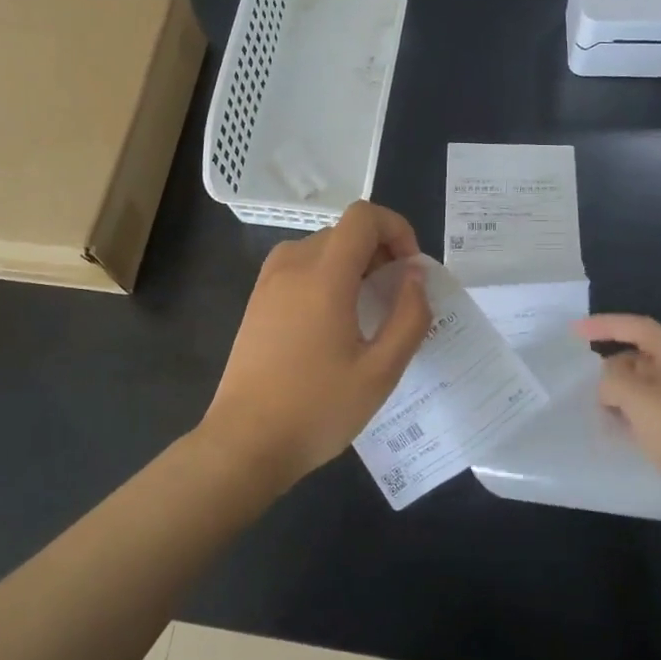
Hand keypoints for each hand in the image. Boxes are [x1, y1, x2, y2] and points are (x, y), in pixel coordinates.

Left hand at [202, 201, 432, 490]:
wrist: (244, 443)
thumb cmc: (318, 408)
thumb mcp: (380, 371)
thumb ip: (409, 316)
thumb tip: (415, 276)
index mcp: (324, 276)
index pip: (364, 216)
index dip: (396, 229)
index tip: (409, 270)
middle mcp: (292, 266)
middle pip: (344, 231)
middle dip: (379, 251)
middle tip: (396, 298)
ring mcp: (268, 282)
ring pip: (322, 248)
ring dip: (353, 264)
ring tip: (367, 311)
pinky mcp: (257, 301)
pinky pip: (300, 268)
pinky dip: (326, 277)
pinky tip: (333, 323)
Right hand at [576, 314, 660, 535]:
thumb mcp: (641, 400)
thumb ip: (615, 381)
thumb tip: (606, 383)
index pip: (639, 328)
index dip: (607, 325)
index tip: (575, 332)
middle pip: (640, 359)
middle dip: (611, 368)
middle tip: (585, 387)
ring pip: (643, 390)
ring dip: (618, 396)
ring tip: (596, 412)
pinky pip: (649, 417)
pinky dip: (629, 419)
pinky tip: (617, 435)